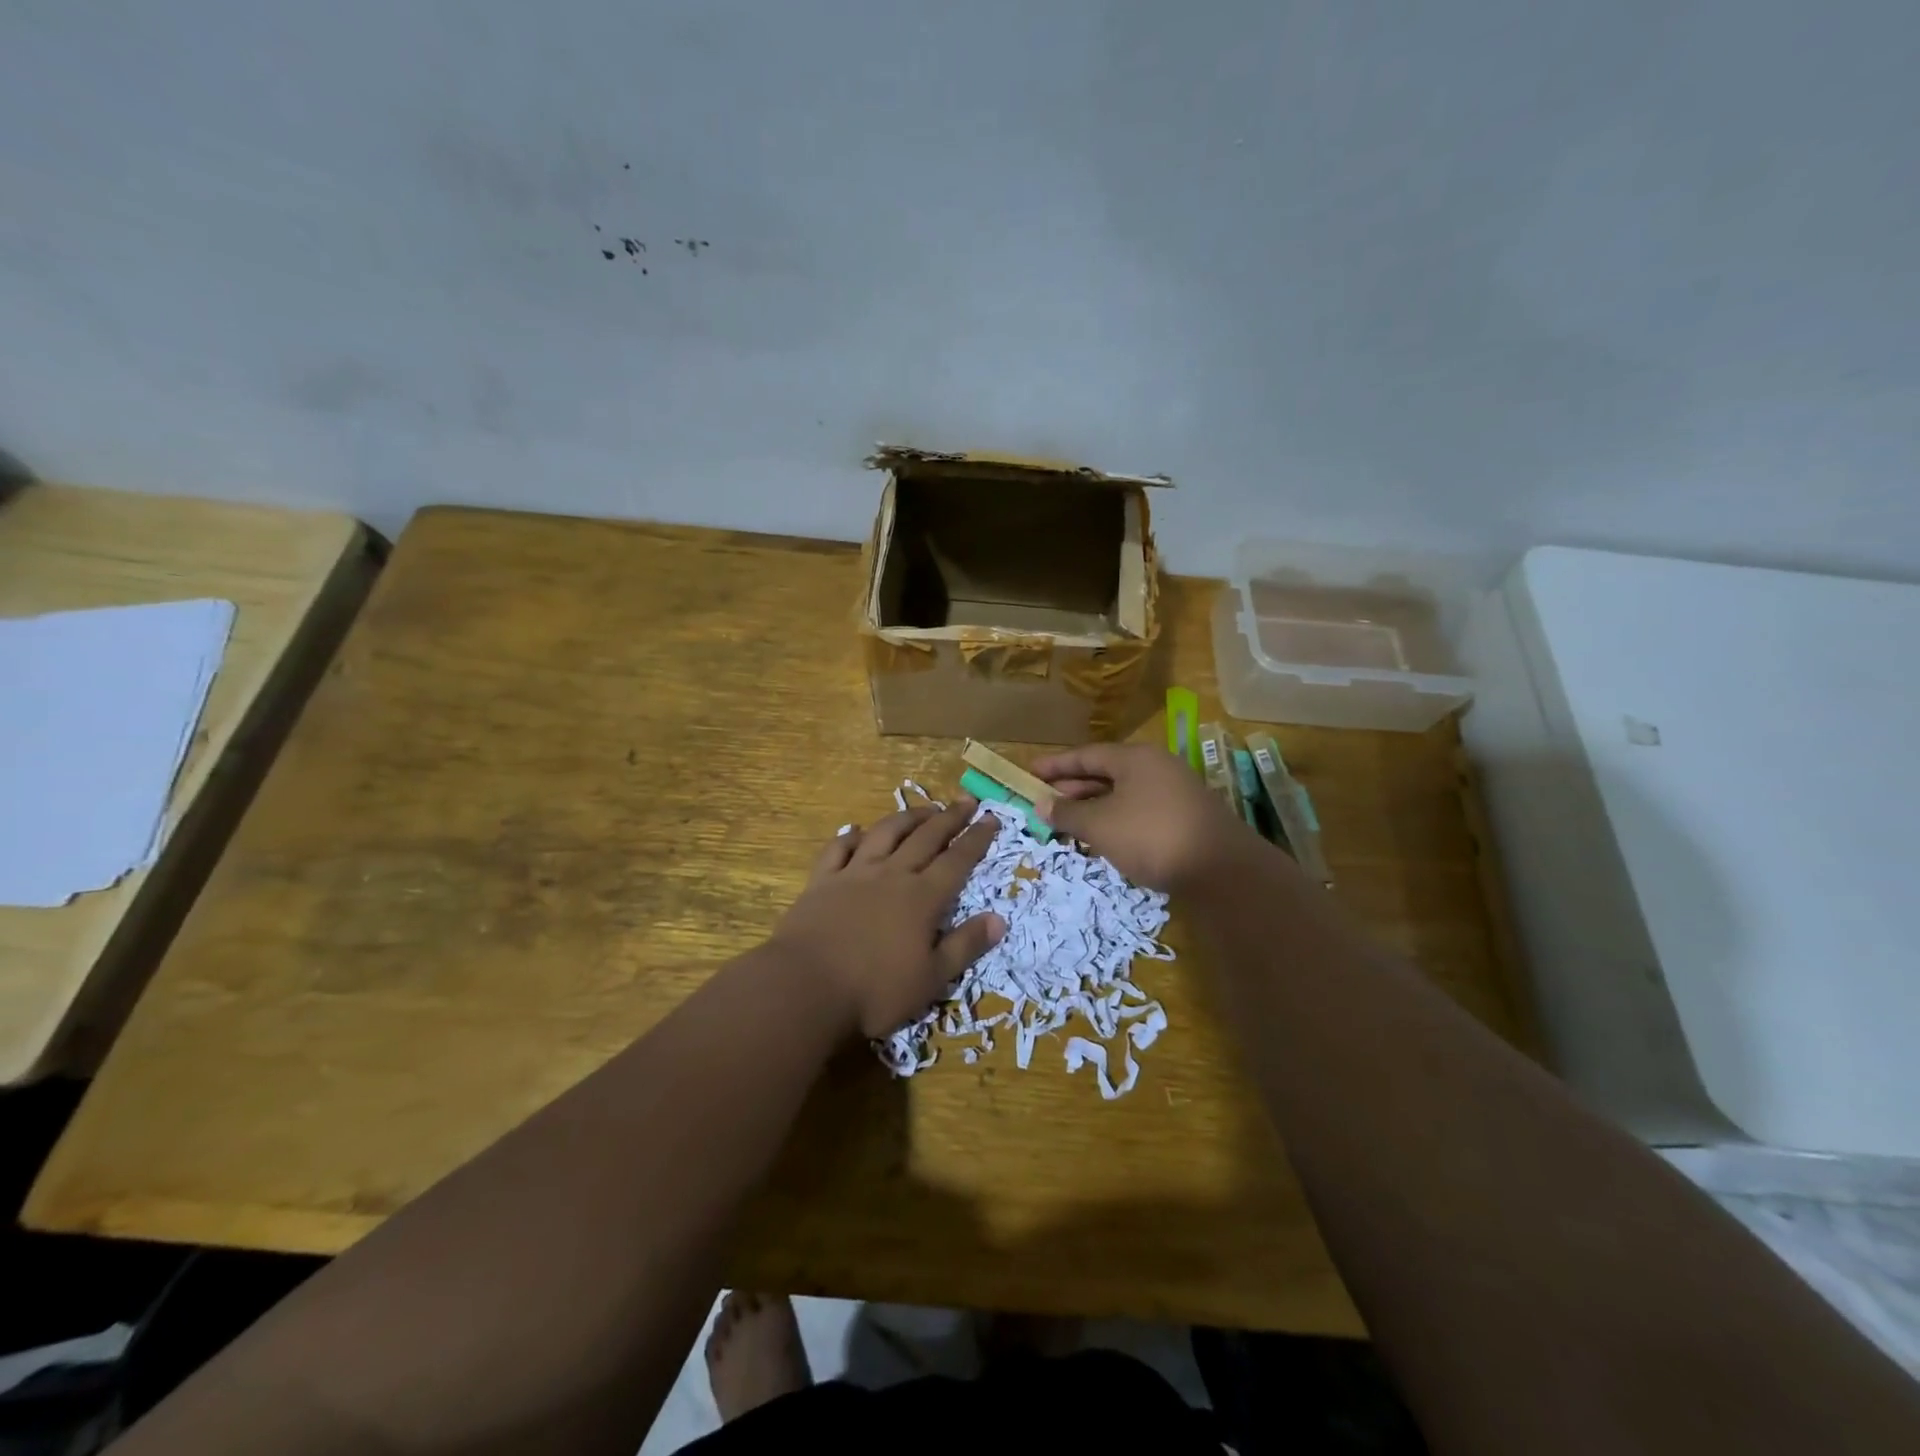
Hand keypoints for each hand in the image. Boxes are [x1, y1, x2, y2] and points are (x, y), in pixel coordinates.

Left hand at [770, 800, 1003, 1039]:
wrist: (805, 988)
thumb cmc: (874, 991)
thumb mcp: (931, 979)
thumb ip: (965, 946)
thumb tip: (1000, 919)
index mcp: (922, 898)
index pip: (957, 860)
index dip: (976, 838)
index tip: (992, 818)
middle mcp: (892, 875)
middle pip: (925, 838)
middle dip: (949, 818)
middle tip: (966, 801)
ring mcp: (854, 874)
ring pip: (885, 833)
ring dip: (907, 817)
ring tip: (924, 808)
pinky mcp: (822, 881)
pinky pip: (838, 848)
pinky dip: (851, 835)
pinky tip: (857, 830)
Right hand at [1033, 742, 1266, 891]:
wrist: (1221, 869)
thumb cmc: (1151, 835)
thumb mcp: (1100, 825)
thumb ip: (1068, 813)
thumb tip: (1042, 804)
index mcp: (1135, 758)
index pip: (1086, 755)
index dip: (1056, 765)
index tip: (1029, 773)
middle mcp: (1156, 767)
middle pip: (1105, 773)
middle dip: (1073, 789)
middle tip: (1044, 802)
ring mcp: (1174, 792)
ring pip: (1123, 794)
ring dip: (1093, 807)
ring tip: (1068, 823)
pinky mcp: (1185, 818)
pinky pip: (1139, 810)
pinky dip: (1116, 820)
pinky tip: (1104, 839)